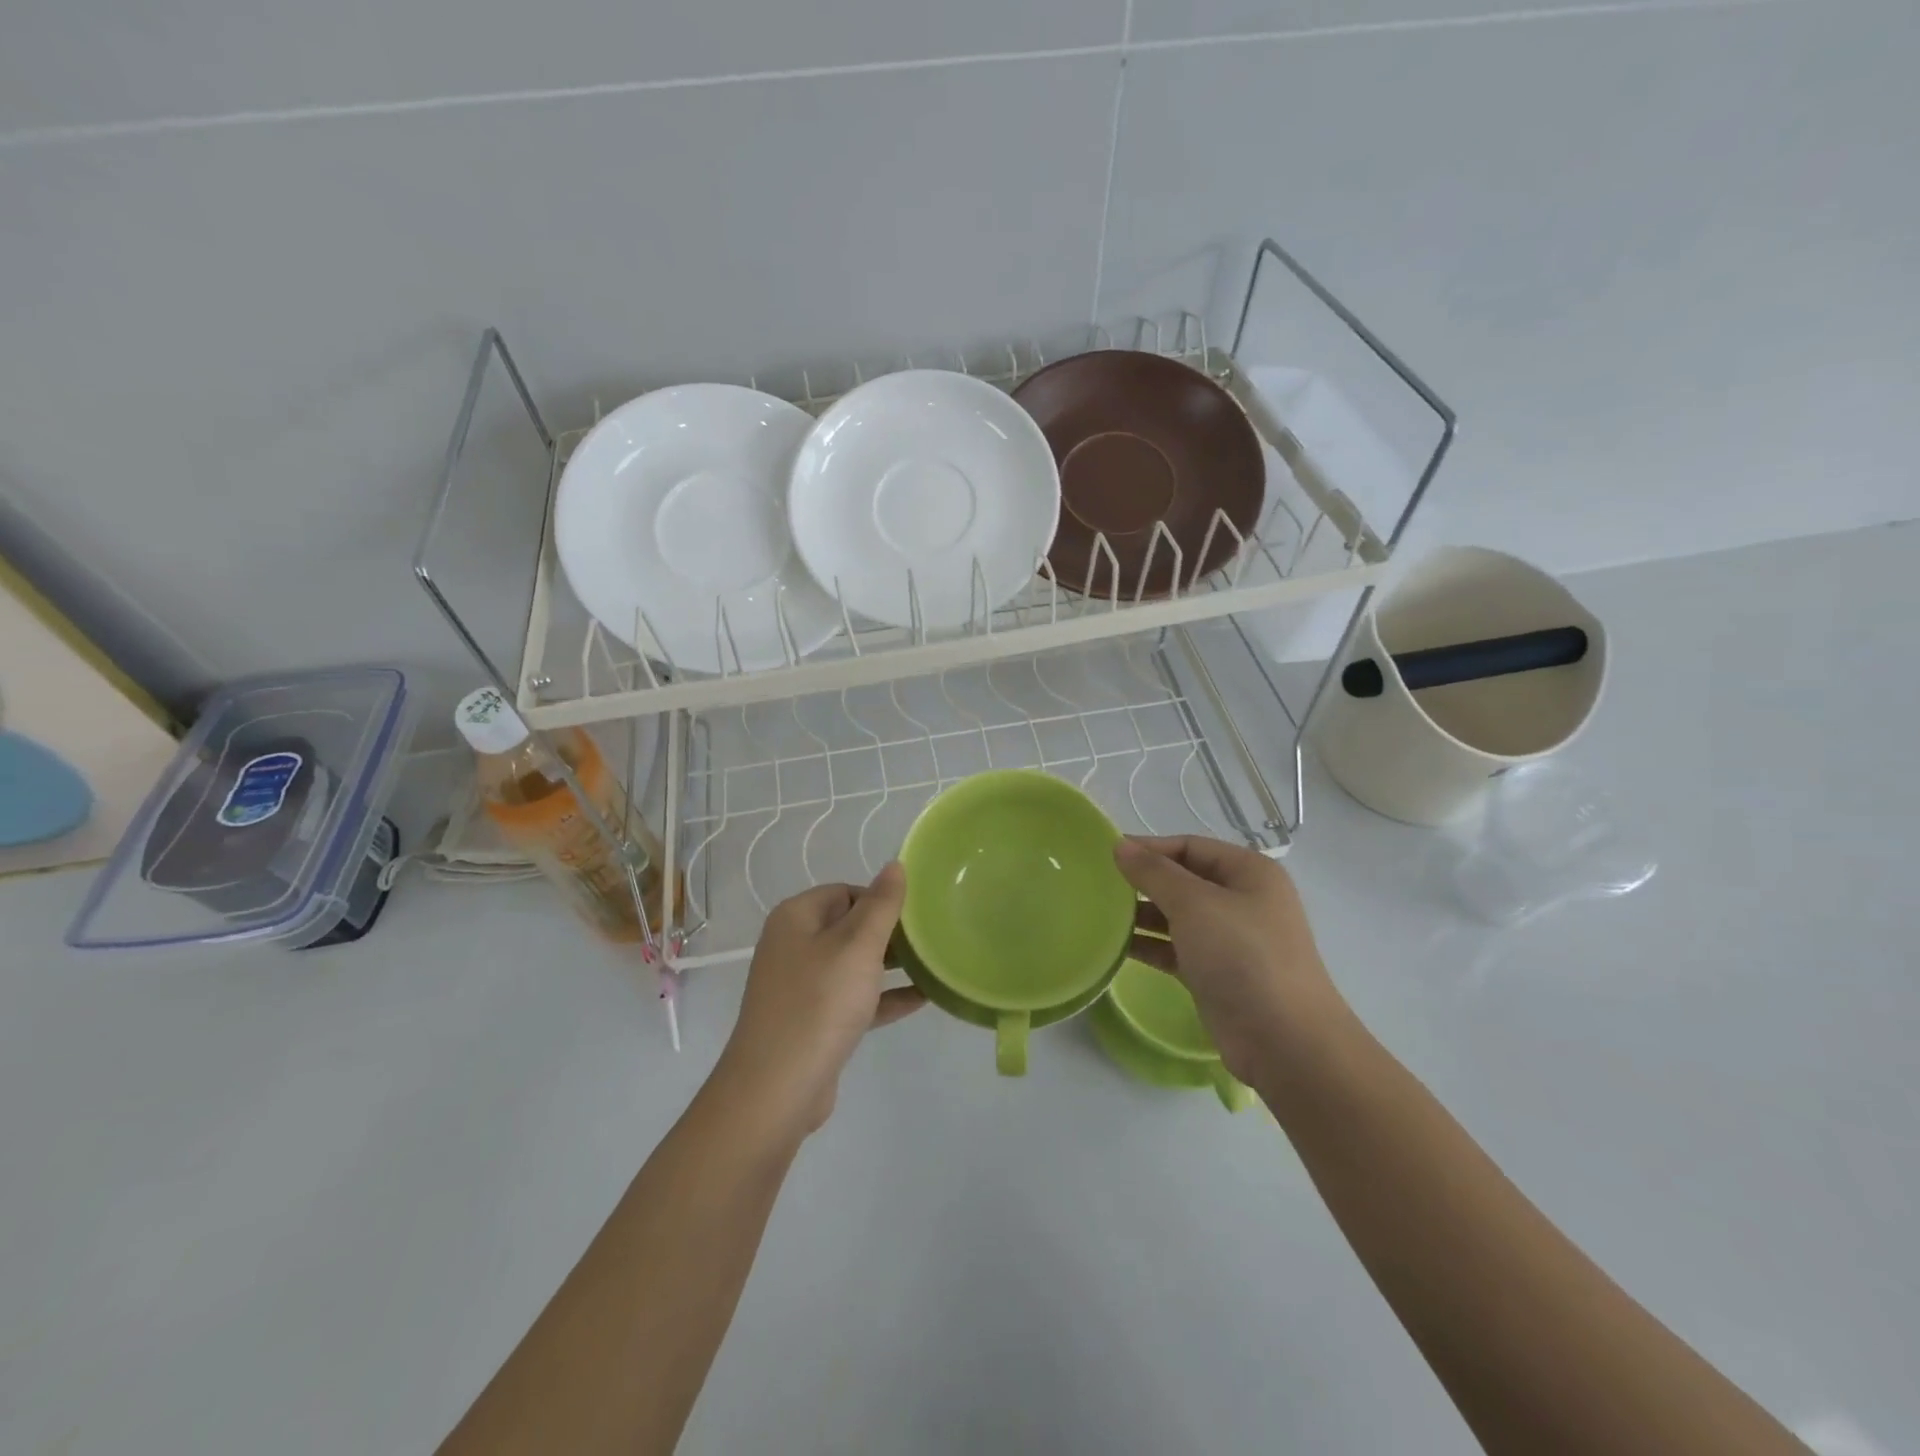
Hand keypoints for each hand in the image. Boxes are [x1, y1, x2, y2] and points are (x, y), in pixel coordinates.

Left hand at [715, 864, 924, 1138]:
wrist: (777, 1089)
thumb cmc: (819, 1003)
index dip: (881, 899)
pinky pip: (855, 998)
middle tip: (932, 938)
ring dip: (891, 965)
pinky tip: (922, 998)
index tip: (917, 915)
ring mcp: (802, 986)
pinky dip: (883, 997)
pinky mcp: (814, 1022)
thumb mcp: (857, 946)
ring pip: (854, 964)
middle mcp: (794, 946)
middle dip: (890, 932)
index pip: (846, 891)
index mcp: (797, 918)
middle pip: (850, 926)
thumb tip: (894, 864)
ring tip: (934, 963)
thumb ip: (881, 904)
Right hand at [1114, 836, 1345, 1079]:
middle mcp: (1242, 900)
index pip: (1190, 846)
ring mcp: (1231, 939)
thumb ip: (1154, 872)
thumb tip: (1120, 846)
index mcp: (1249, 872)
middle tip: (1098, 885)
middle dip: (1144, 881)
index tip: (1106, 855)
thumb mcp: (1194, 904)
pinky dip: (1151, 945)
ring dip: (1143, 914)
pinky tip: (1118, 946)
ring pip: (1178, 916)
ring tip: (1101, 915)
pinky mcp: (1217, 973)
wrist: (1284, 1041)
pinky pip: (1177, 948)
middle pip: (1184, 879)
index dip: (1149, 847)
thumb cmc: (1242, 957)